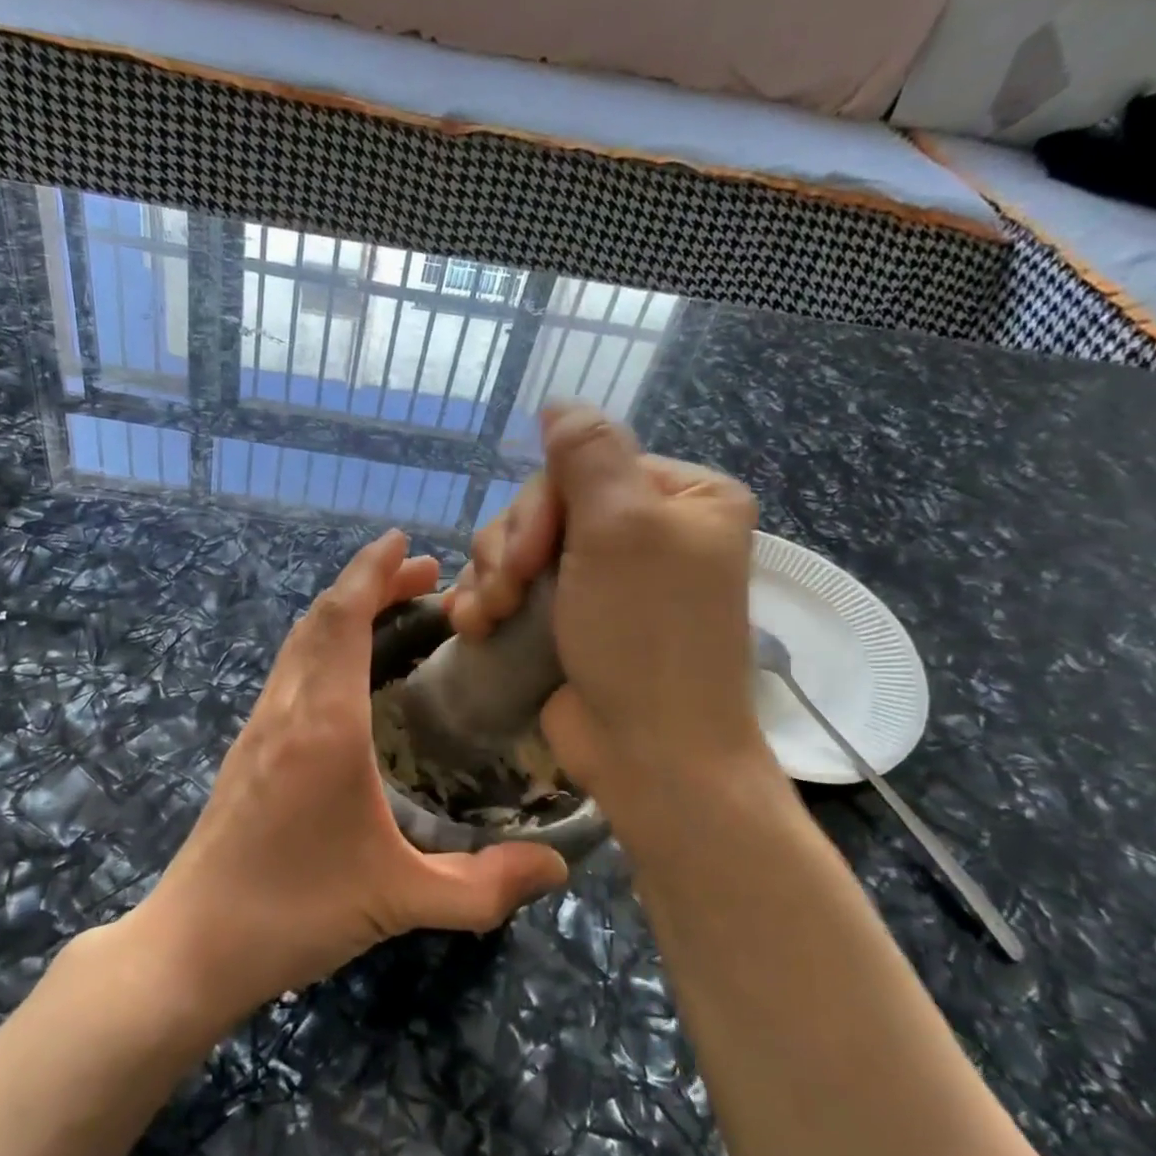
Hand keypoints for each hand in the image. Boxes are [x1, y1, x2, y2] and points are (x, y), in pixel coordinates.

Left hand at [122, 530, 568, 1031]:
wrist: (193, 945)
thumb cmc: (296, 912)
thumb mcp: (401, 900)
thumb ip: (484, 886)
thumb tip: (557, 867)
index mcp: (325, 725)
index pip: (343, 619)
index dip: (373, 571)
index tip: (406, 542)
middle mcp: (287, 709)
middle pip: (321, 618)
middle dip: (369, 583)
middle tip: (423, 577)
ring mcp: (259, 726)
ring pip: (299, 641)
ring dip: (342, 611)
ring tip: (393, 611)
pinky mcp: (247, 748)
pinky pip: (289, 670)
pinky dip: (322, 643)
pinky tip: (350, 673)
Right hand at [444, 405, 769, 831]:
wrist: (649, 754)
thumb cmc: (645, 637)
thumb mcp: (622, 528)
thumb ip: (588, 453)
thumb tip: (559, 401)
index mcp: (682, 498)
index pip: (586, 465)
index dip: (542, 505)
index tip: (529, 557)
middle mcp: (647, 532)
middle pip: (546, 506)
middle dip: (512, 549)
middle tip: (506, 592)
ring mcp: (604, 579)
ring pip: (519, 546)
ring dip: (491, 577)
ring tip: (487, 618)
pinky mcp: (569, 618)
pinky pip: (513, 586)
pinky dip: (486, 601)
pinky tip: (472, 625)